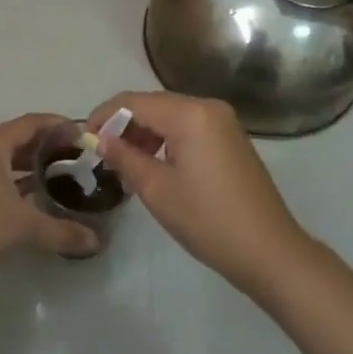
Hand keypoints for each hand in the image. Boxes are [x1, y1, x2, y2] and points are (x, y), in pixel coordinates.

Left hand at [0, 113, 100, 290]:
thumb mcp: (24, 228)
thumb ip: (62, 231)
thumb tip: (96, 242)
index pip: (31, 123)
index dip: (59, 126)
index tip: (84, 137)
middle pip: (18, 137)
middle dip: (48, 146)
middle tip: (78, 158)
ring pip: (5, 156)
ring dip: (32, 163)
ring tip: (62, 175)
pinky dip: (16, 178)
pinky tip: (35, 195)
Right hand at [89, 91, 312, 297]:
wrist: (269, 251)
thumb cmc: (208, 220)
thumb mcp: (157, 190)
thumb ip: (124, 157)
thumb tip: (99, 139)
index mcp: (190, 113)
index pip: (134, 102)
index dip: (104, 116)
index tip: (83, 139)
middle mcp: (208, 107)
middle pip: (153, 105)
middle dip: (123, 125)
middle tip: (101, 155)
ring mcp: (223, 122)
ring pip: (171, 116)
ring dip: (144, 134)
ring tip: (124, 164)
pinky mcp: (231, 139)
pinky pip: (189, 128)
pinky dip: (166, 140)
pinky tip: (154, 166)